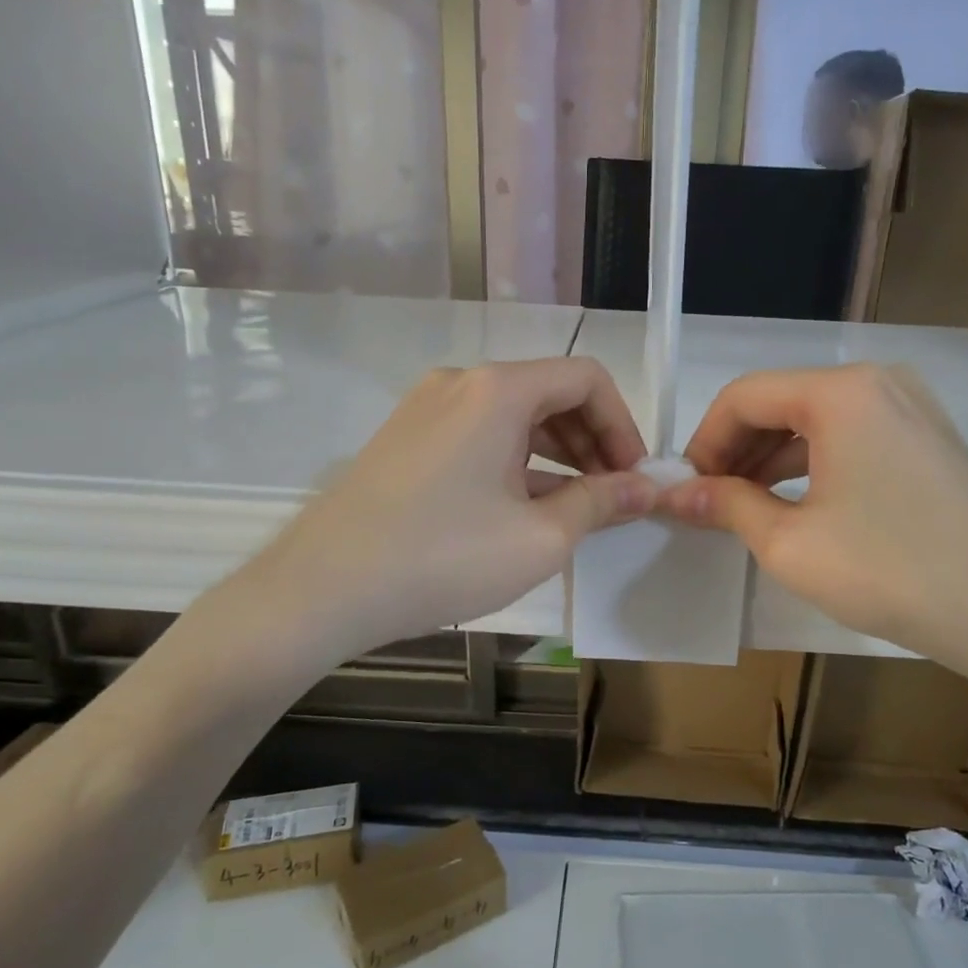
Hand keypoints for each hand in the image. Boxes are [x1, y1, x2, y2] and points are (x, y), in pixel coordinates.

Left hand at [194, 358, 655, 677]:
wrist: (323, 589)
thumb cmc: (443, 558)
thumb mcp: (540, 537)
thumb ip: (601, 503)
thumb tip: (645, 488)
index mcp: (498, 389)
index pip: (586, 379)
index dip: (623, 425)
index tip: (634, 478)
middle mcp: (461, 382)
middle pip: (550, 394)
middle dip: (592, 442)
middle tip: (612, 499)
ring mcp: (425, 408)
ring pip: (513, 417)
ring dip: (556, 456)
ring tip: (574, 511)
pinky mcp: (405, 439)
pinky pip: (478, 436)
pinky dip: (514, 463)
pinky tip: (522, 511)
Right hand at [661, 363, 967, 699]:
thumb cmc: (889, 572)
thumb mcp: (789, 543)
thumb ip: (726, 505)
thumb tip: (675, 494)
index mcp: (841, 393)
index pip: (744, 396)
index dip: (704, 441)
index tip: (685, 488)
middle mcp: (878, 382)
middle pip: (781, 402)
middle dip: (736, 450)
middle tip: (709, 502)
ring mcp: (912, 407)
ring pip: (816, 420)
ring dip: (771, 459)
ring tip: (743, 508)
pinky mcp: (928, 438)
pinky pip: (851, 436)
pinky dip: (813, 464)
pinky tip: (794, 504)